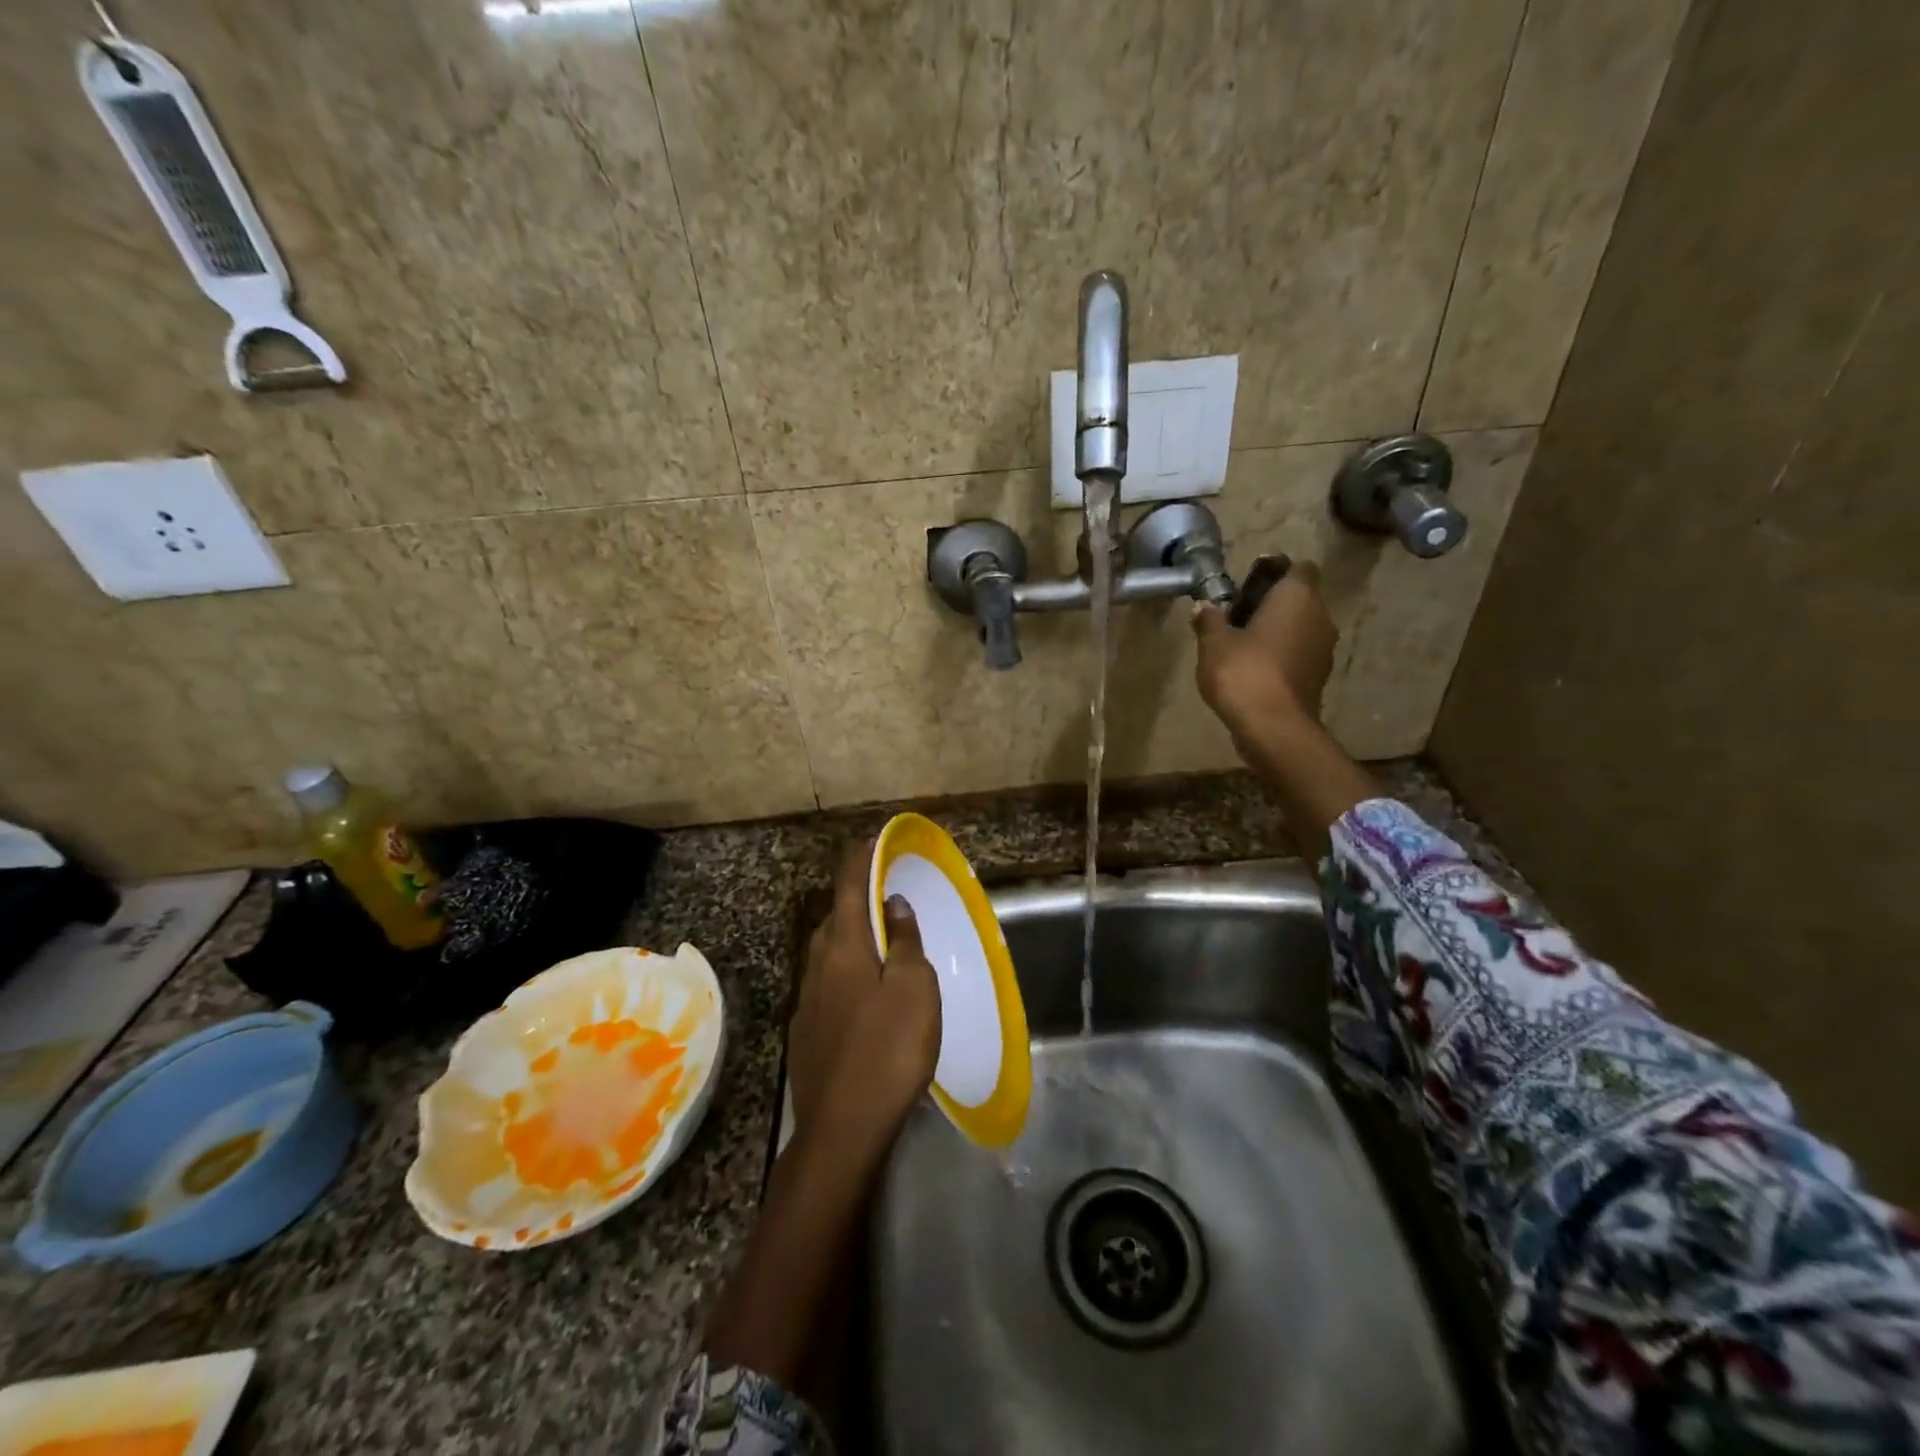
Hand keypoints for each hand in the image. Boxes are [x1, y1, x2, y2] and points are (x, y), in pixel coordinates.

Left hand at [790, 841, 941, 1142]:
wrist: (843, 1128)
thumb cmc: (888, 1049)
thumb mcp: (913, 989)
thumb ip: (904, 942)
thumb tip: (893, 904)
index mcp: (844, 948)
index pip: (849, 887)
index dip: (860, 860)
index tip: (871, 840)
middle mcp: (818, 966)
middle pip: (834, 918)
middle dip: (855, 899)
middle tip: (883, 895)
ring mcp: (807, 1001)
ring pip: (827, 953)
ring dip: (850, 937)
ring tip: (877, 942)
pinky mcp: (806, 1033)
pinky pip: (827, 984)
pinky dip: (845, 973)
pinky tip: (862, 996)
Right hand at [1191, 560, 1337, 743]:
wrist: (1274, 728)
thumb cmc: (1244, 673)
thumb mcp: (1213, 644)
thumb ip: (1209, 620)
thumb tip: (1204, 606)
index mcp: (1297, 596)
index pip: (1297, 567)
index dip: (1274, 571)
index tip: (1246, 584)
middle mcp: (1319, 616)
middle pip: (1299, 598)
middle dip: (1271, 603)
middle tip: (1236, 615)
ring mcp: (1324, 649)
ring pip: (1301, 627)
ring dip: (1277, 631)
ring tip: (1242, 644)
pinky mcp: (1319, 676)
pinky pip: (1300, 653)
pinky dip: (1282, 655)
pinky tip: (1255, 669)